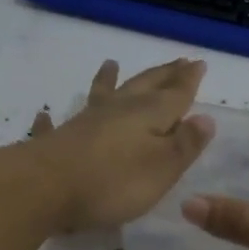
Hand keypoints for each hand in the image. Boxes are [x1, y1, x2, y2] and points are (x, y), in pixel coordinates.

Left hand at [19, 58, 214, 233]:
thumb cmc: (112, 181)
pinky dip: (54, 118)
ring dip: (107, 80)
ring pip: (100, 96)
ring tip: (110, 64)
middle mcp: (116, 111)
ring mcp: (82, 123)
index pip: (175, 94)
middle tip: (176, 62)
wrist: (43, 188)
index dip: (188, 81)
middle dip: (162, 75)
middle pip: (142, 87)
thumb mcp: (162, 167)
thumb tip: (205, 118)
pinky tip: (45, 114)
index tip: (198, 63)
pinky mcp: (56, 141)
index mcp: (147, 115)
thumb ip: (184, 144)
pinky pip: (55, 124)